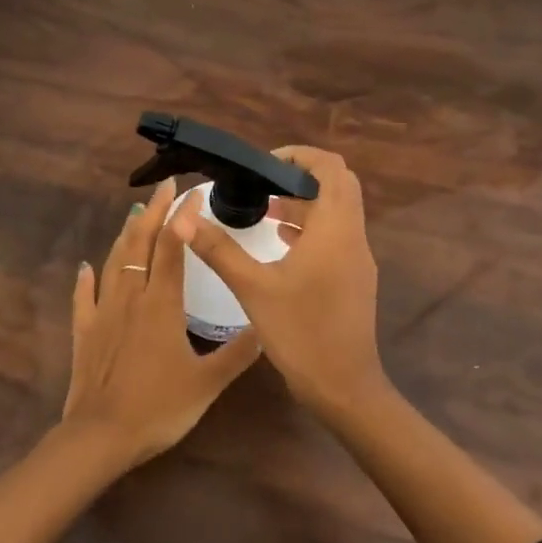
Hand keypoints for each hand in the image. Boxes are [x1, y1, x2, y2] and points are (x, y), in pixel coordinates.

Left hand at [61, 178, 262, 465]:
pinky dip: (85, 278)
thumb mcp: (208, 383)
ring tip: (135, 213)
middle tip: (165, 186)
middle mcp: (131, 297)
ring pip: (114, 262)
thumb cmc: (158, 408)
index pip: (172, 248)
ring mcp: (103, 312)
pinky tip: (86, 266)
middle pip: (140, 244)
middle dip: (153, 212)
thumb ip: (238, 353)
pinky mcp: (84, 332)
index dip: (182, 218)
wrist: (101, 437)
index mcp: (162, 304)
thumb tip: (267, 326)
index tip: (193, 193)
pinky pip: (83, 296)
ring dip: (125, 234)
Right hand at [170, 146, 387, 417]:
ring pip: (337, 212)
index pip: (331, 167)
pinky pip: (336, 236)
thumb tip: (183, 219)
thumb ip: (219, 249)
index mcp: (334, 228)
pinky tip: (280, 242)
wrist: (343, 387)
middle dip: (301, 177)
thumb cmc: (300, 332)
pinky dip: (311, 229)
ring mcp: (358, 258)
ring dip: (305, 203)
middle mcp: (353, 236)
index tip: (263, 166)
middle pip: (338, 185)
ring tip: (263, 210)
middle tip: (262, 184)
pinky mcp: (355, 278)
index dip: (299, 156)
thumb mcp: (253, 288)